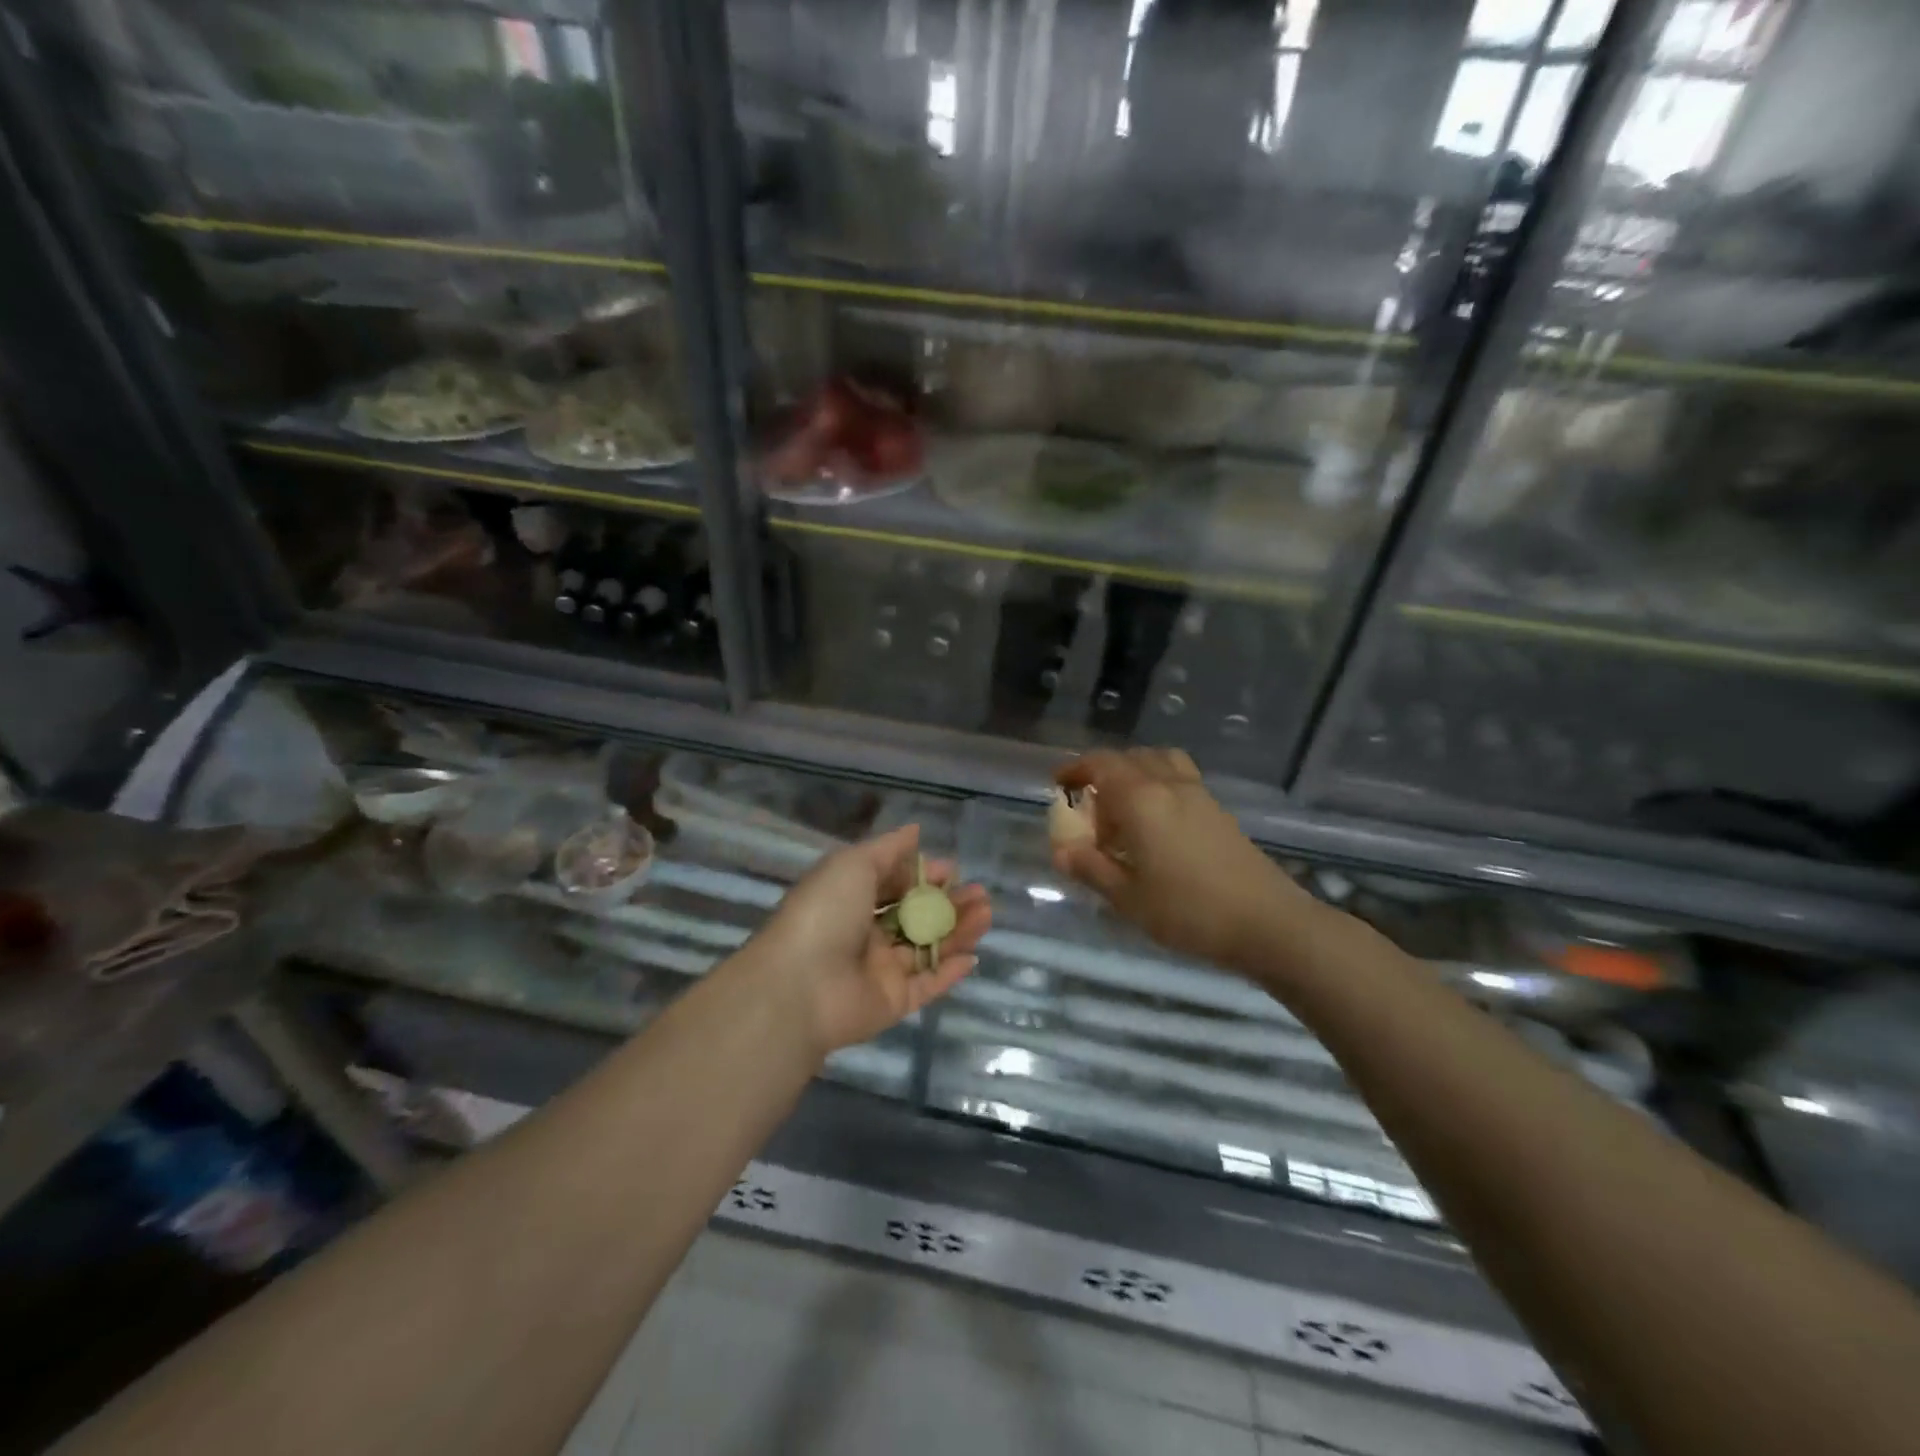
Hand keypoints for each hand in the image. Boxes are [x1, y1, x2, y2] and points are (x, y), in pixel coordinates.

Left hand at [747, 823, 990, 1054]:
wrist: (800, 985)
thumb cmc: (825, 912)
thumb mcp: (853, 864)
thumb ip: (888, 849)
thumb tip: (914, 830)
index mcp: (851, 900)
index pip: (894, 885)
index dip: (924, 876)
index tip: (953, 871)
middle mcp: (865, 934)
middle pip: (916, 917)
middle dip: (950, 903)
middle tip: (981, 895)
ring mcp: (880, 970)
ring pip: (927, 949)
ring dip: (958, 932)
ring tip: (986, 915)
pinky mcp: (893, 1002)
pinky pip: (927, 985)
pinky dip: (950, 972)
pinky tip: (973, 956)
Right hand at [1052, 749, 1314, 968]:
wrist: (1267, 922)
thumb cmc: (1188, 911)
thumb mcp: (1127, 897)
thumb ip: (1091, 868)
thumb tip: (1060, 851)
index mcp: (1140, 799)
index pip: (1100, 765)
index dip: (1075, 769)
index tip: (1058, 784)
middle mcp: (1168, 784)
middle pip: (1129, 758)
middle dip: (1102, 772)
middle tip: (1088, 804)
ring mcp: (1198, 793)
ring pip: (1158, 761)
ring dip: (1134, 771)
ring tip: (1123, 804)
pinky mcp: (1218, 809)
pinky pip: (1179, 776)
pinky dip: (1158, 782)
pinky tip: (1157, 821)